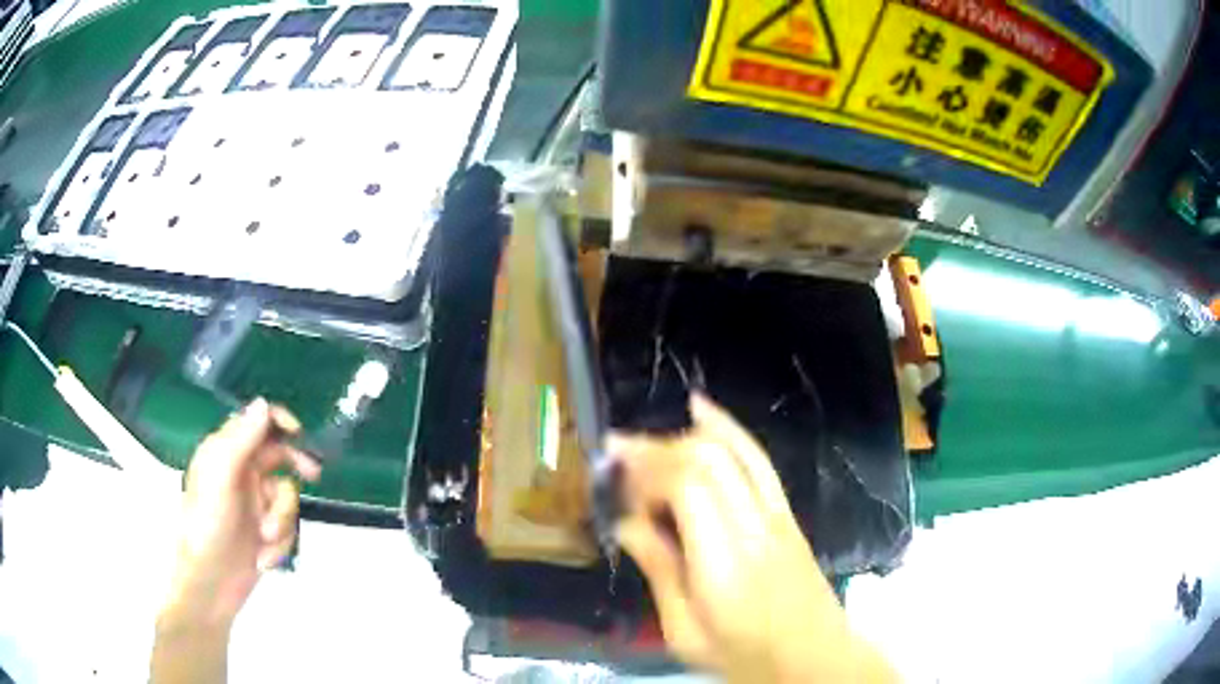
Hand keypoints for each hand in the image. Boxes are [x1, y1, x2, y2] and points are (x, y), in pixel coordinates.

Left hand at [162, 398, 320, 628]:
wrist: (211, 586)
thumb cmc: (208, 528)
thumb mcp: (221, 479)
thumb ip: (240, 440)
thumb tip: (263, 404)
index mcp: (225, 453)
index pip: (254, 421)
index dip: (277, 419)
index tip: (299, 432)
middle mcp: (241, 473)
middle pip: (279, 455)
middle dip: (295, 468)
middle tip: (313, 474)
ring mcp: (254, 504)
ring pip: (287, 496)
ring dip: (282, 520)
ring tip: (266, 539)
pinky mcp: (265, 532)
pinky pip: (288, 526)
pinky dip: (281, 543)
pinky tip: (265, 557)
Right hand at [611, 394, 895, 682]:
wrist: (815, 658)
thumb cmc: (746, 657)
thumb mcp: (686, 634)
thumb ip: (661, 573)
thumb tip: (628, 524)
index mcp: (725, 562)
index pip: (689, 487)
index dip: (648, 472)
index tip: (615, 482)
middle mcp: (755, 526)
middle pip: (708, 460)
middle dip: (656, 449)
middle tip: (616, 456)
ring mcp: (777, 514)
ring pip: (733, 452)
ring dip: (685, 436)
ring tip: (644, 438)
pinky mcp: (787, 513)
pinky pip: (757, 460)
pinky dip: (728, 430)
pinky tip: (702, 413)